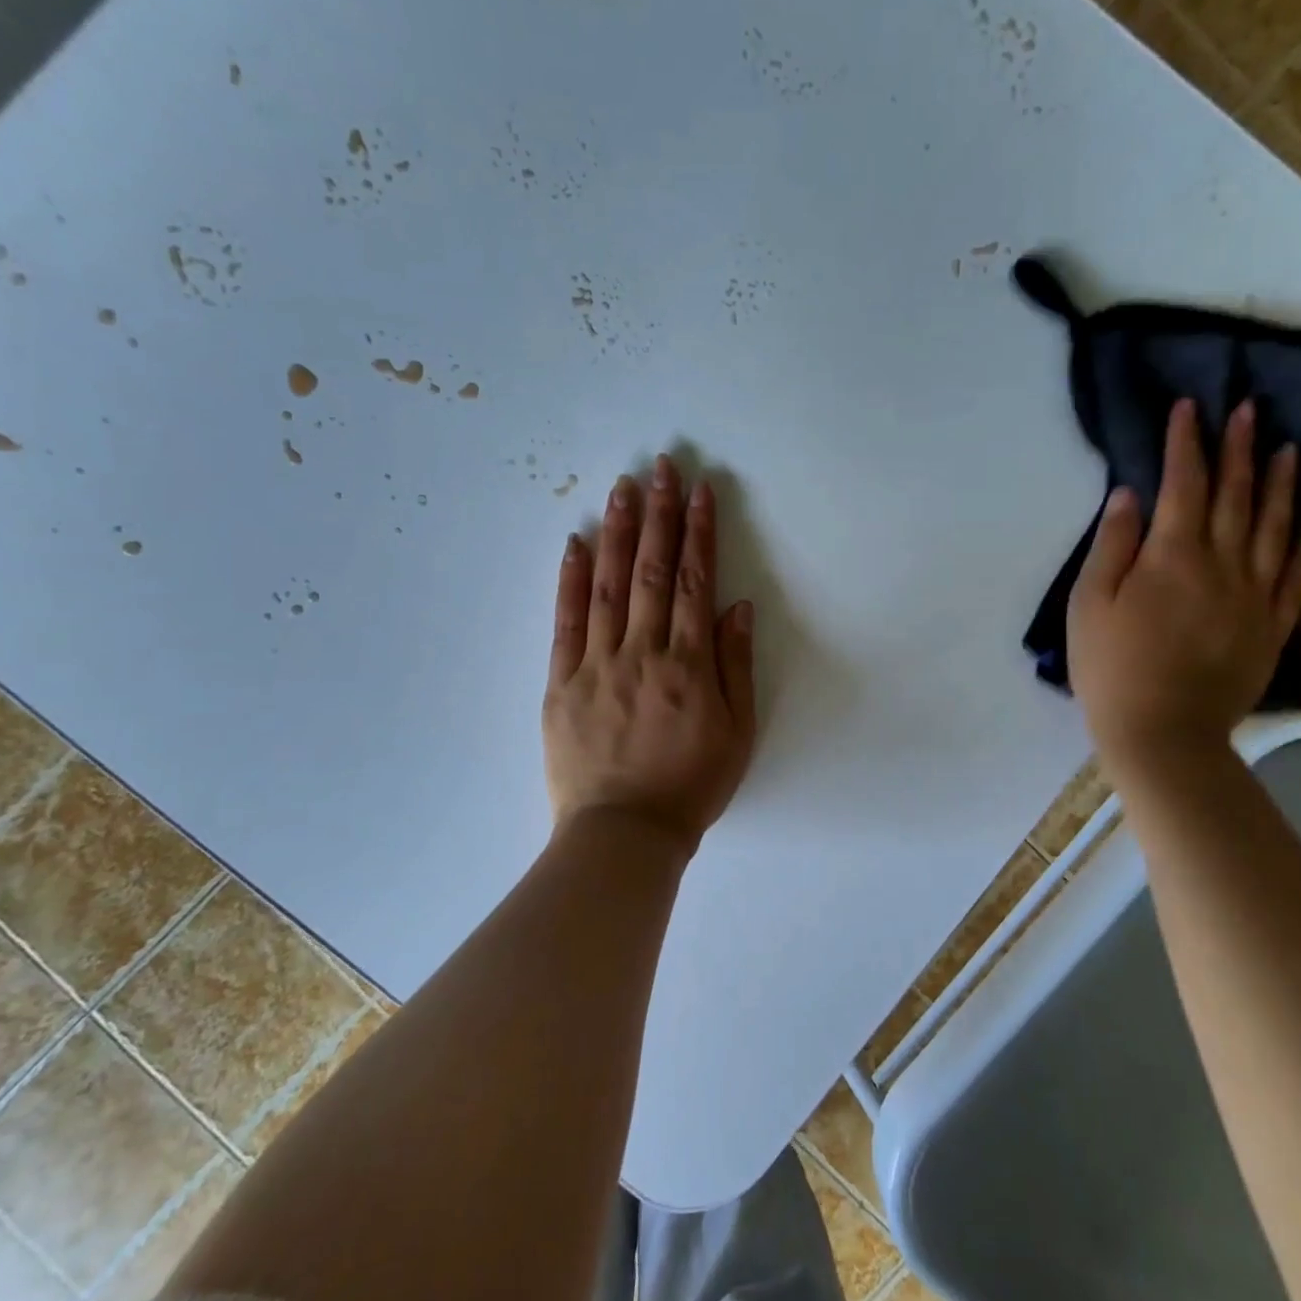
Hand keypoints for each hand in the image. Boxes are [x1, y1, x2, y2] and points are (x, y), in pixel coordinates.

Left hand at [543, 455, 756, 859]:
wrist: (624, 833)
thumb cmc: (691, 785)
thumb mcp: (738, 733)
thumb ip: (736, 666)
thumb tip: (736, 607)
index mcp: (688, 664)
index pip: (694, 583)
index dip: (698, 533)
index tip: (700, 492)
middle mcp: (643, 652)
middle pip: (651, 572)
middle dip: (659, 515)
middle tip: (661, 467)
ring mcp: (598, 664)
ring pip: (607, 586)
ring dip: (616, 533)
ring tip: (622, 488)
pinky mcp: (562, 682)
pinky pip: (566, 623)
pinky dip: (569, 580)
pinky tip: (574, 543)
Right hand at [1068, 398, 1300, 771]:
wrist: (1163, 733)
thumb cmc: (1110, 667)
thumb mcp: (1090, 603)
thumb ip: (1112, 545)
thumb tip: (1130, 495)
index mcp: (1173, 555)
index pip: (1184, 483)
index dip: (1186, 442)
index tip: (1190, 406)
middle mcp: (1222, 564)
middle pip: (1234, 495)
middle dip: (1238, 447)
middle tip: (1247, 408)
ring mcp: (1255, 595)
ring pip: (1272, 526)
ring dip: (1278, 483)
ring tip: (1286, 448)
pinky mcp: (1271, 626)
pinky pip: (1293, 575)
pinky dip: (1294, 543)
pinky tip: (1297, 527)